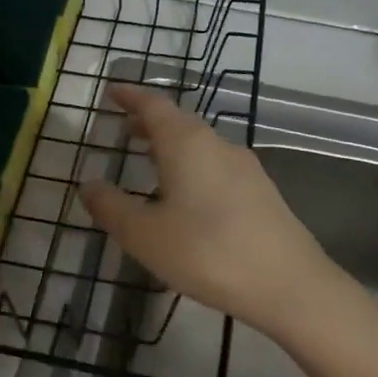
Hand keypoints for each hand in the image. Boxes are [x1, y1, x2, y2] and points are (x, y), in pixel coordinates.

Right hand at [80, 86, 338, 337]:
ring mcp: (245, 168)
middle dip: (150, 122)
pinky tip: (186, 195)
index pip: (154, 106)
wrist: (289, 285)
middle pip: (179, 122)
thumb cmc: (206, 252)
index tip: (112, 92)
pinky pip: (216, 166)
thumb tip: (88, 184)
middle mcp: (217, 145)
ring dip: (172, 146)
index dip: (131, 97)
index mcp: (186, 144)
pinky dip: (192, 166)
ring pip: (200, 145)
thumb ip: (112, 207)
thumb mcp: (145, 235)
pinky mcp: (261, 192)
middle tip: (125, 128)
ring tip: (149, 159)